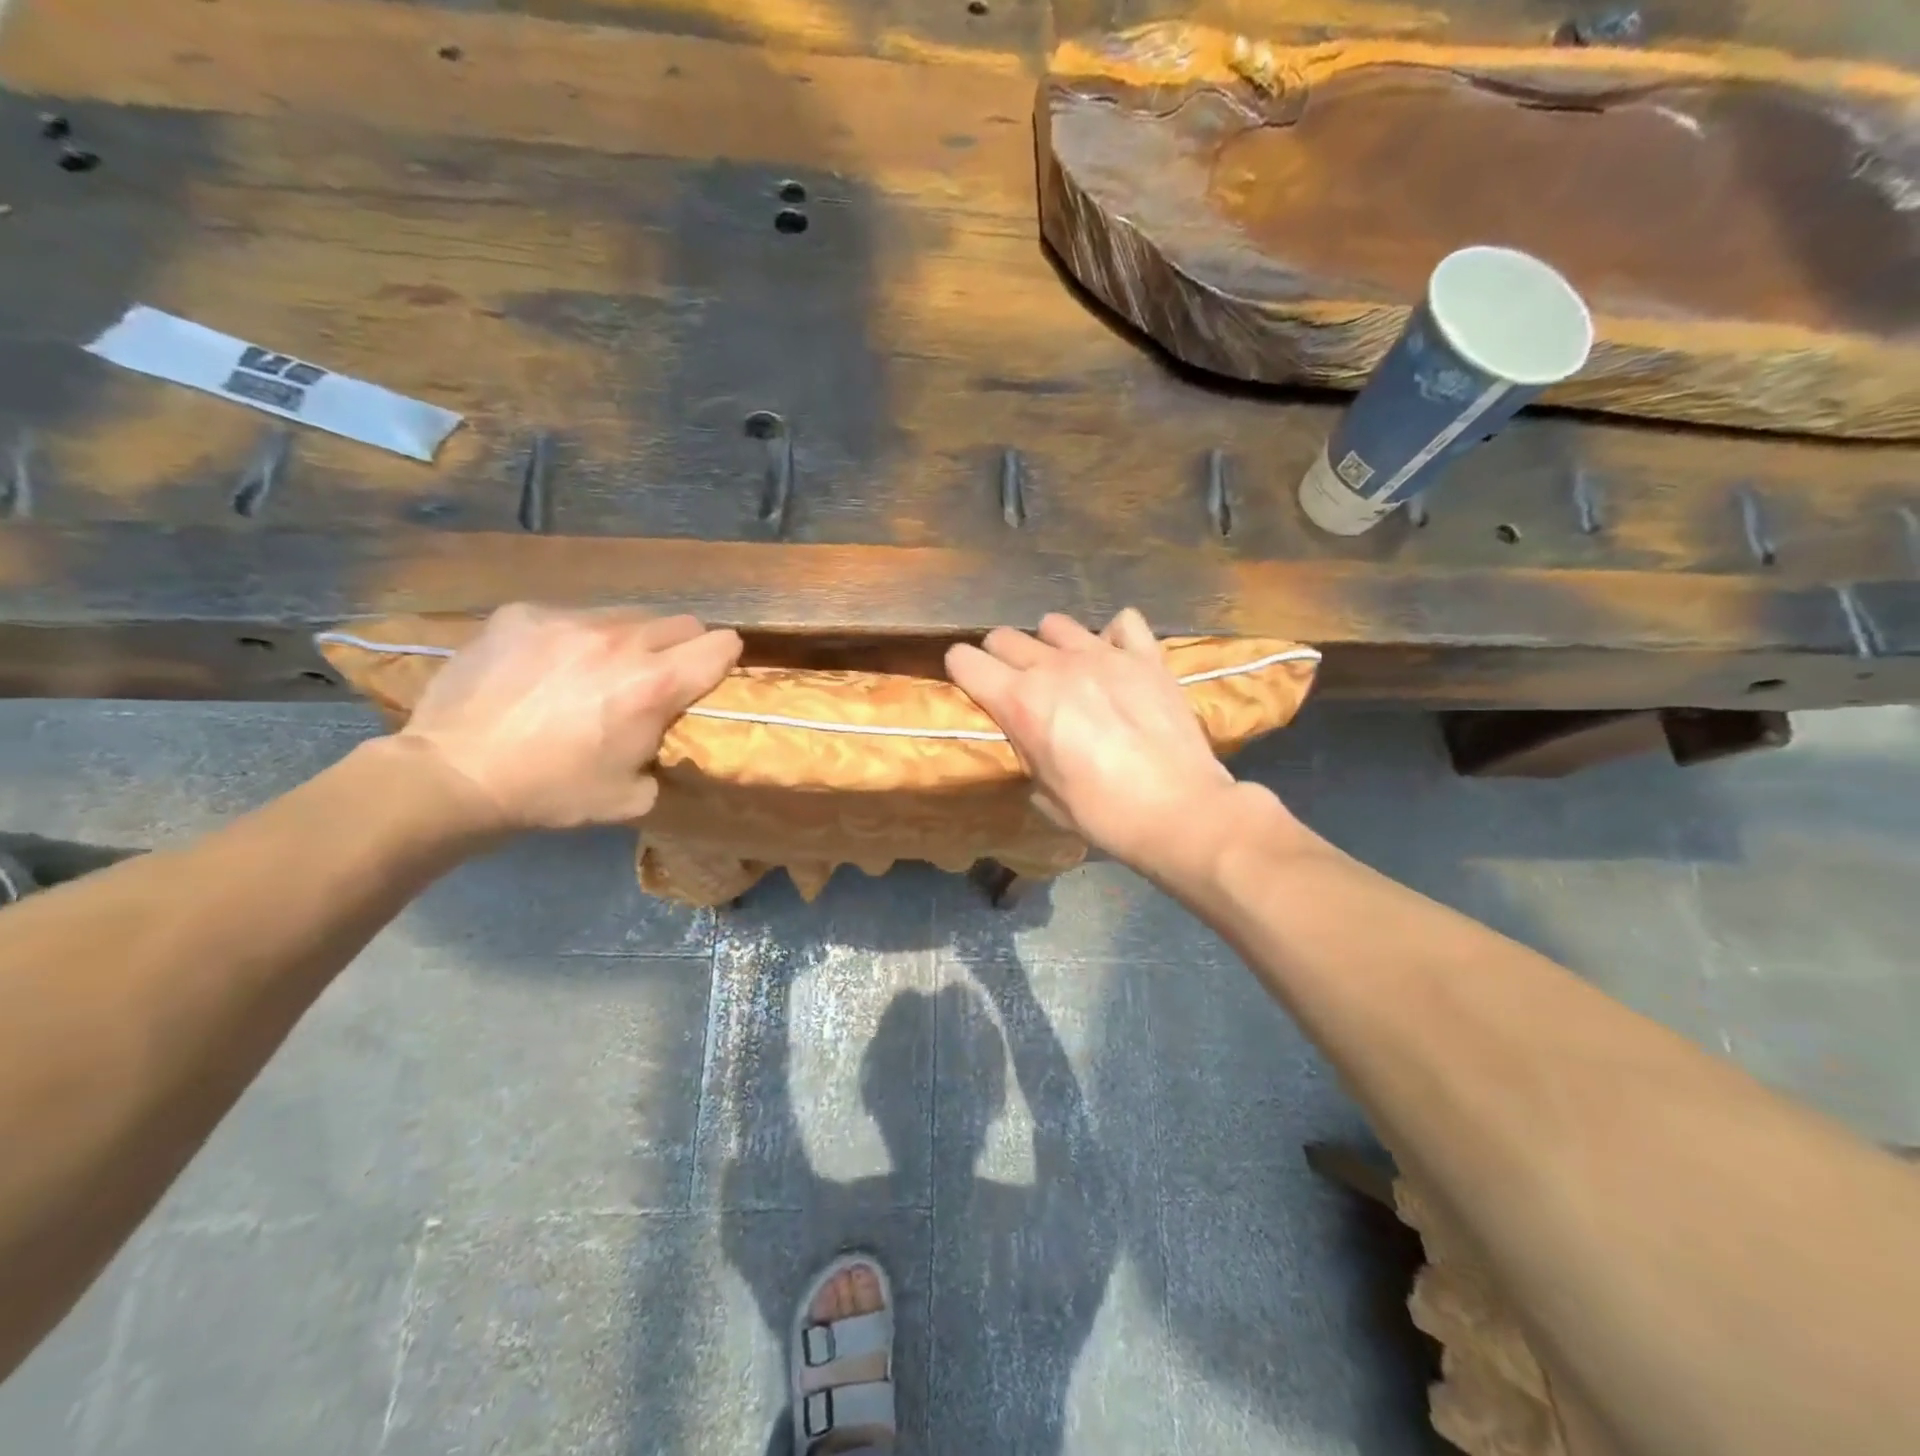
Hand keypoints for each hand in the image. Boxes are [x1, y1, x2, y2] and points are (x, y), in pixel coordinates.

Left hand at [397, 603, 741, 832]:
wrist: (453, 776)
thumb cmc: (552, 793)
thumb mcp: (633, 794)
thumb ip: (665, 753)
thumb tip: (665, 733)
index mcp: (654, 685)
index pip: (722, 645)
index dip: (724, 660)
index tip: (711, 675)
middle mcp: (620, 640)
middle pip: (681, 622)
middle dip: (681, 648)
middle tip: (656, 678)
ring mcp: (567, 620)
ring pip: (626, 615)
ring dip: (628, 641)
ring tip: (596, 670)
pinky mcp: (521, 614)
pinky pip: (570, 615)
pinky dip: (573, 638)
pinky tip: (546, 668)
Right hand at [945, 609, 1240, 870]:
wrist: (1179, 811)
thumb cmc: (1103, 814)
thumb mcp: (1044, 793)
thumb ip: (1027, 750)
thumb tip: (1029, 734)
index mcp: (1020, 702)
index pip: (965, 661)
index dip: (961, 671)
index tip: (969, 684)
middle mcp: (1054, 667)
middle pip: (1004, 637)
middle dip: (1001, 657)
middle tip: (1017, 683)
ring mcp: (1103, 655)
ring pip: (1055, 623)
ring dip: (1051, 644)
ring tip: (1067, 669)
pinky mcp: (1145, 656)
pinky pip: (1123, 623)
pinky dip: (1114, 636)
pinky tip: (1117, 658)